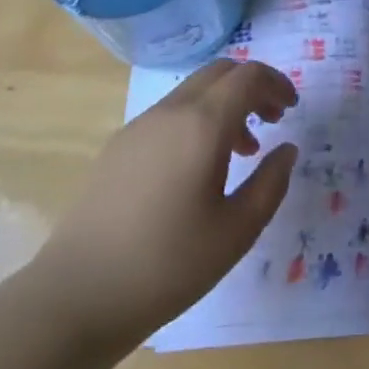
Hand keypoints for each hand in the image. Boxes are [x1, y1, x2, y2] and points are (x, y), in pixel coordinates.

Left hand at [26, 60, 298, 344]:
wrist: (76, 296)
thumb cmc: (167, 265)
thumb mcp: (236, 232)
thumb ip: (271, 184)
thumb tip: (287, 149)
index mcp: (203, 124)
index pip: (249, 76)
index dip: (276, 83)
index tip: (292, 109)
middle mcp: (172, 111)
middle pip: (221, 72)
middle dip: (252, 86)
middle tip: (272, 119)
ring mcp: (140, 125)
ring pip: (194, 90)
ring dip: (225, 104)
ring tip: (241, 150)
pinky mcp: (119, 145)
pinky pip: (170, 112)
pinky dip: (197, 120)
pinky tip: (197, 168)